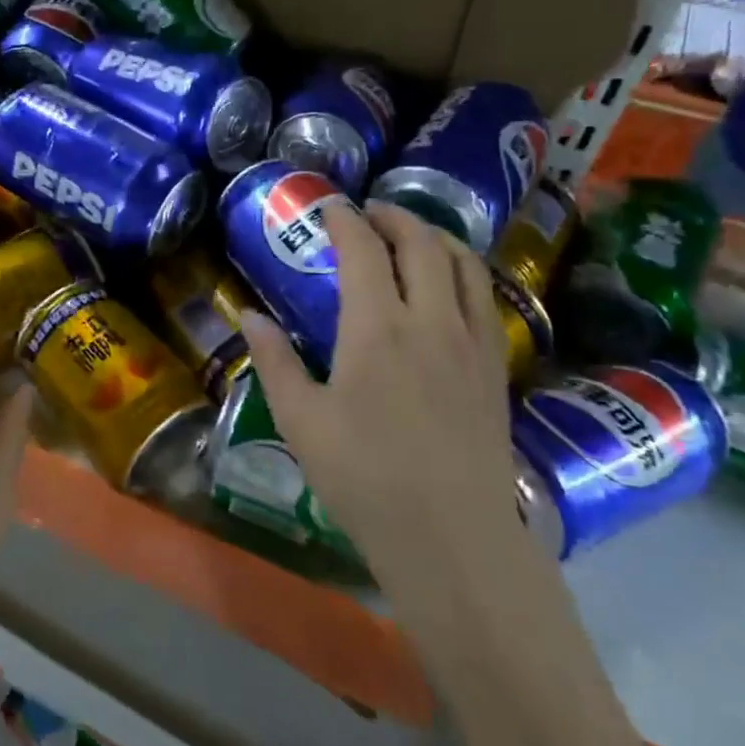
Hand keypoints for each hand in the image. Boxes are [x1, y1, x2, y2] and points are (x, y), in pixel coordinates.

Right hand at [240, 201, 522, 601]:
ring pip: (464, 264)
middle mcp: (431, 320)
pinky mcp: (495, 368)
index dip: (345, 220)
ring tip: (412, 236)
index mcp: (377, 328)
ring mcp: (472, 342)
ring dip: (436, 237)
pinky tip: (450, 286)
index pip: (364, 250)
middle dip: (394, 217)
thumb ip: (275, 360)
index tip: (329, 207)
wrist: (451, 537)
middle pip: (422, 243)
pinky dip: (465, 271)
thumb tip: (250, 316)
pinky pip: (486, 298)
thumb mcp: (300, 419)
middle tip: (369, 213)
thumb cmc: (363, 476)